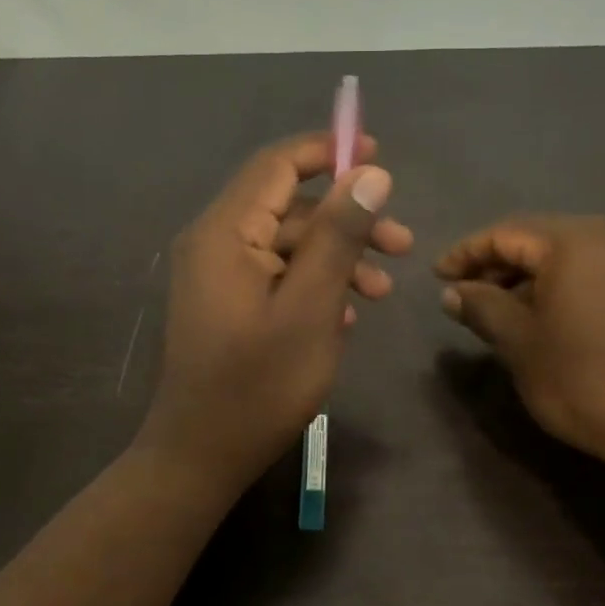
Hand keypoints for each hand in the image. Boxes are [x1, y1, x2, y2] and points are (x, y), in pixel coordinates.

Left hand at [137, 132, 412, 497]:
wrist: (202, 454)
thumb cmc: (259, 384)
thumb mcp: (311, 307)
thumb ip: (339, 237)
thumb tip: (370, 174)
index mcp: (225, 232)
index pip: (277, 165)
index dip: (328, 152)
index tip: (378, 156)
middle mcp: (214, 243)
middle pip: (288, 208)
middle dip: (347, 222)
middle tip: (402, 245)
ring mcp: (217, 277)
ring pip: (286, 246)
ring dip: (336, 259)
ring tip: (382, 293)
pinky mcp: (225, 306)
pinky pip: (274, 278)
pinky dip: (312, 286)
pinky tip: (346, 316)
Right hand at [435, 215, 604, 479]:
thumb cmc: (579, 377)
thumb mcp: (518, 342)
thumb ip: (481, 307)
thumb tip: (452, 293)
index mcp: (572, 242)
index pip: (505, 233)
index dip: (465, 254)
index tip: (436, 277)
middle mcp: (604, 237)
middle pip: (534, 237)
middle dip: (493, 262)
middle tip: (460, 292)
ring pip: (559, 255)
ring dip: (521, 275)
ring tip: (490, 307)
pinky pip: (582, 271)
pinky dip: (550, 285)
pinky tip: (531, 314)